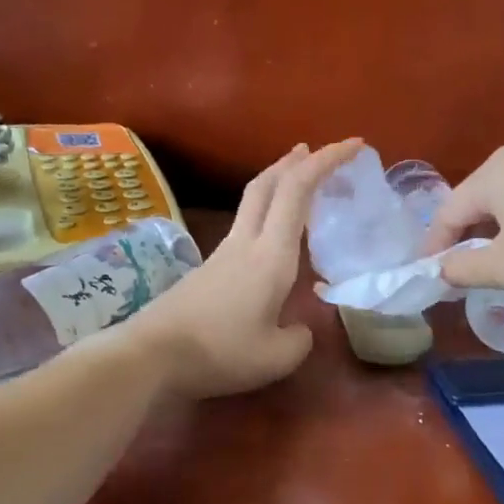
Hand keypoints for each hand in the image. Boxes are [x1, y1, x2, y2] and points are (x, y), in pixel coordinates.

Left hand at [120, 140, 362, 397]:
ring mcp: (222, 254)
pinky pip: (244, 227)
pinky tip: (272, 238)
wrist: (150, 357)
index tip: (353, 146)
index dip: (326, 160)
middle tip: (315, 152)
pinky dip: (266, 215)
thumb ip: (299, 339)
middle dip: (296, 161)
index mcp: (270, 255)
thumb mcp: (276, 357)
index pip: (298, 191)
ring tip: (297, 186)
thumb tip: (299, 329)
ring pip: (253, 202)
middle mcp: (245, 243)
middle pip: (267, 183)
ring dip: (278, 185)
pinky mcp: (207, 270)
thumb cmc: (219, 352)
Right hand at [423, 144, 503, 312]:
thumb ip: (461, 268)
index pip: (452, 209)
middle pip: (483, 200)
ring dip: (499, 231)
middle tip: (458, 270)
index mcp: (500, 168)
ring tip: (496, 264)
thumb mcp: (503, 268)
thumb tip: (440, 271)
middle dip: (467, 236)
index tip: (427, 273)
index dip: (436, 244)